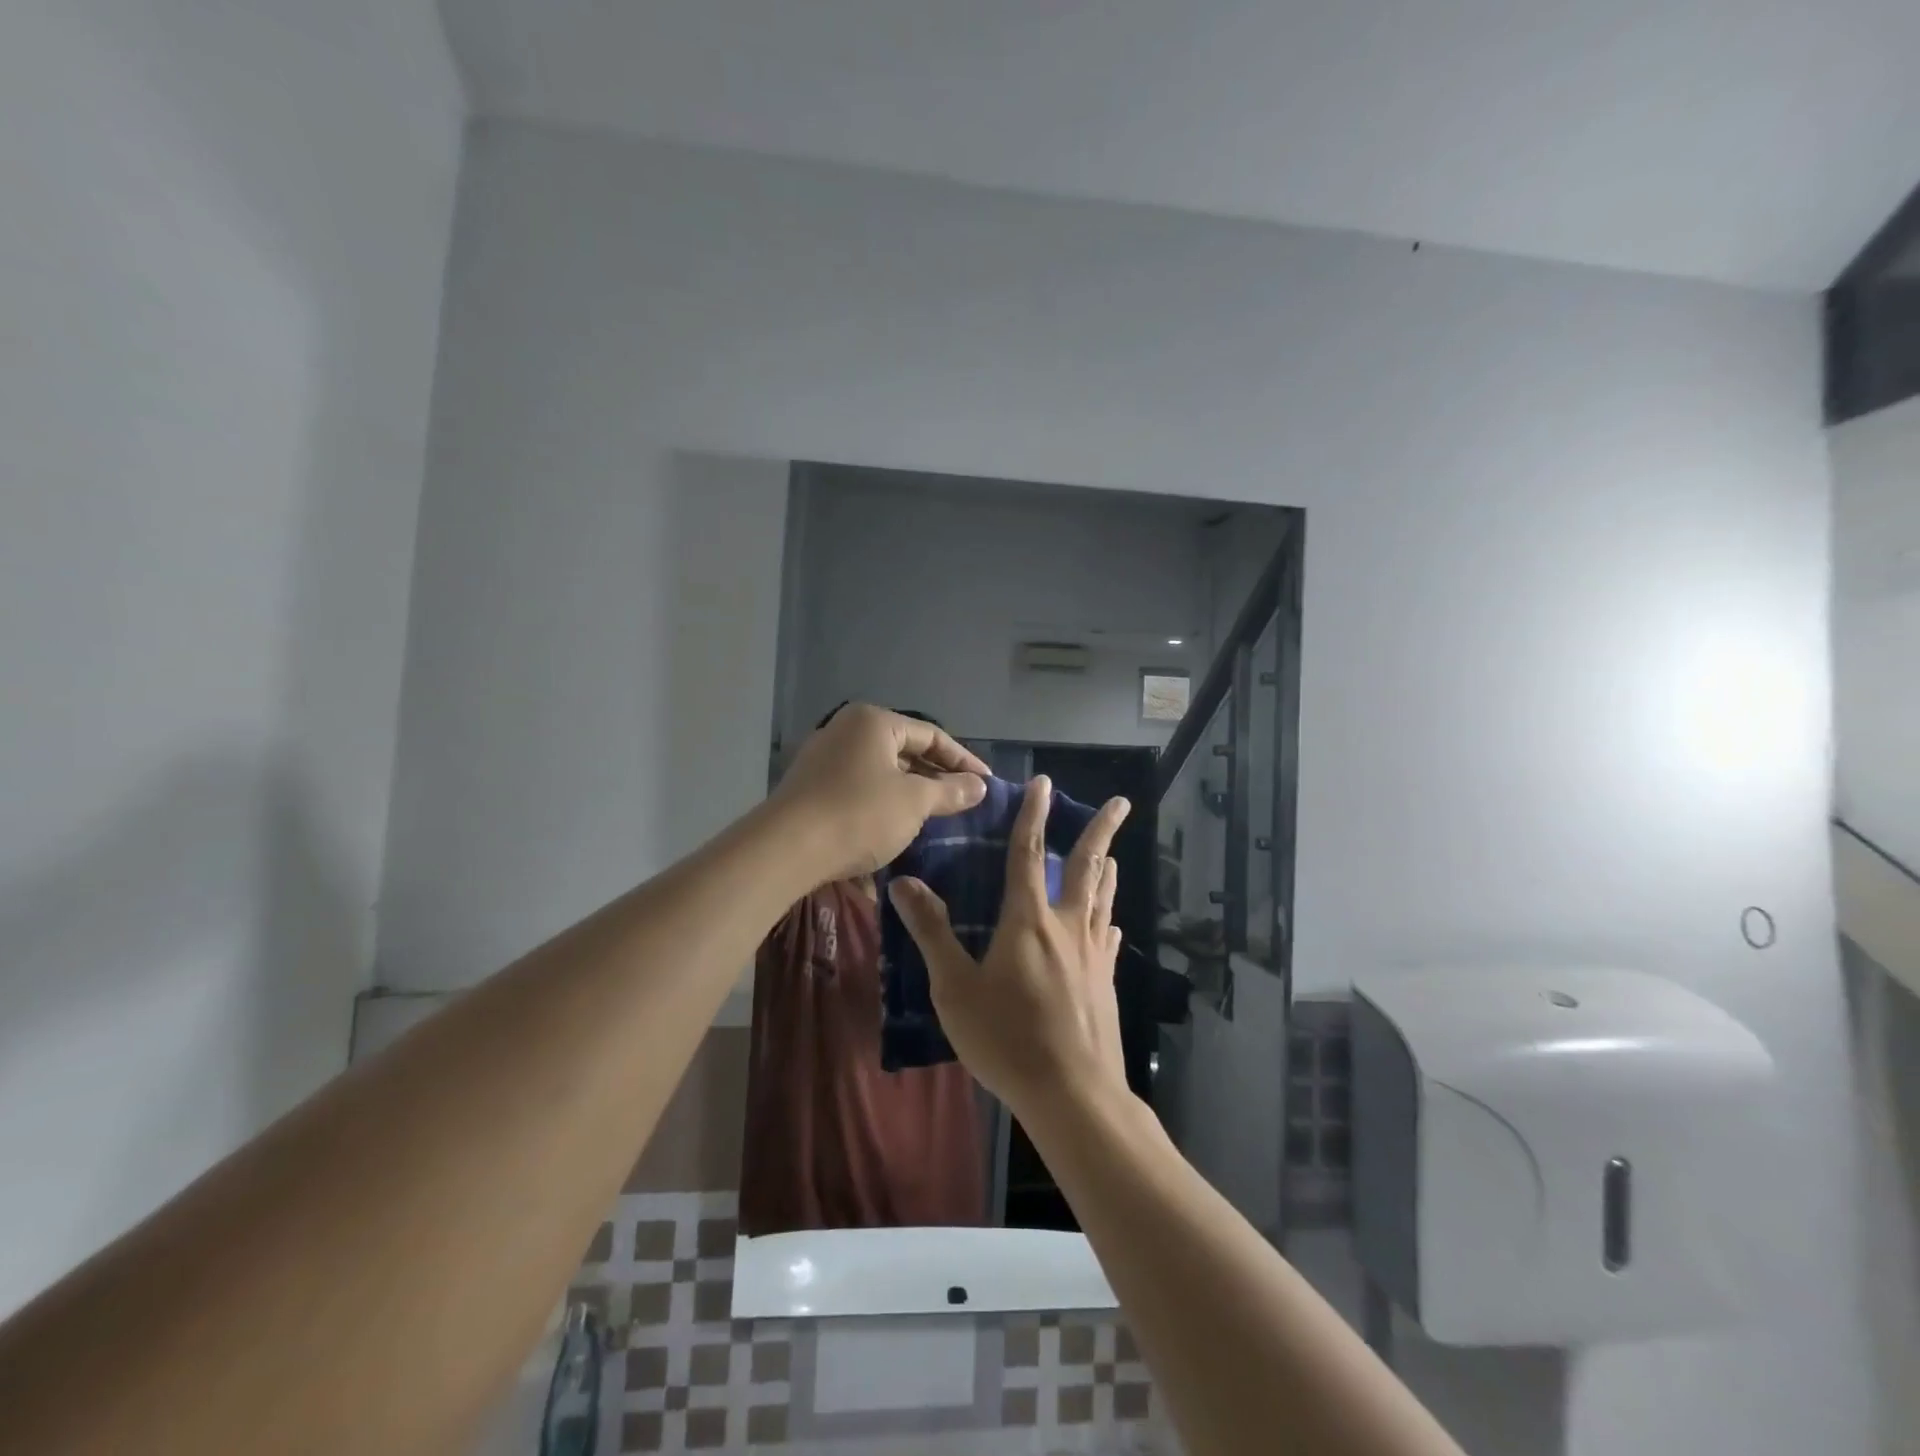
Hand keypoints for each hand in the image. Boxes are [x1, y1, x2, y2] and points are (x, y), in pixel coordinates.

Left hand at [769, 704, 988, 881]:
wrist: (785, 850)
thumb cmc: (858, 815)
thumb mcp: (914, 803)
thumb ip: (950, 791)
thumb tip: (980, 785)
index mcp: (874, 722)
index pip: (931, 735)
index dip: (963, 760)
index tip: (987, 784)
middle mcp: (846, 729)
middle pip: (905, 749)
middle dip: (936, 775)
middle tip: (965, 800)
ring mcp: (824, 756)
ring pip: (881, 769)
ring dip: (910, 790)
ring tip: (936, 814)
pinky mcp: (811, 785)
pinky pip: (859, 785)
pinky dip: (884, 800)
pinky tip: (897, 823)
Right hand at [888, 777, 1131, 1118]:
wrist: (1072, 1094)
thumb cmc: (1006, 1038)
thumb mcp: (954, 988)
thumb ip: (932, 932)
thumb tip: (904, 882)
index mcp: (1028, 919)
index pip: (1028, 853)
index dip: (1034, 815)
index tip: (1044, 783)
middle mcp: (1065, 926)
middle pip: (1086, 867)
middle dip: (1102, 830)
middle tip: (1122, 802)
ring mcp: (1092, 954)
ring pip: (1101, 900)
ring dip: (1107, 871)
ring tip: (1114, 854)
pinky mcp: (1105, 982)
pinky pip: (1107, 940)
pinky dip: (1107, 923)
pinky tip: (1111, 926)